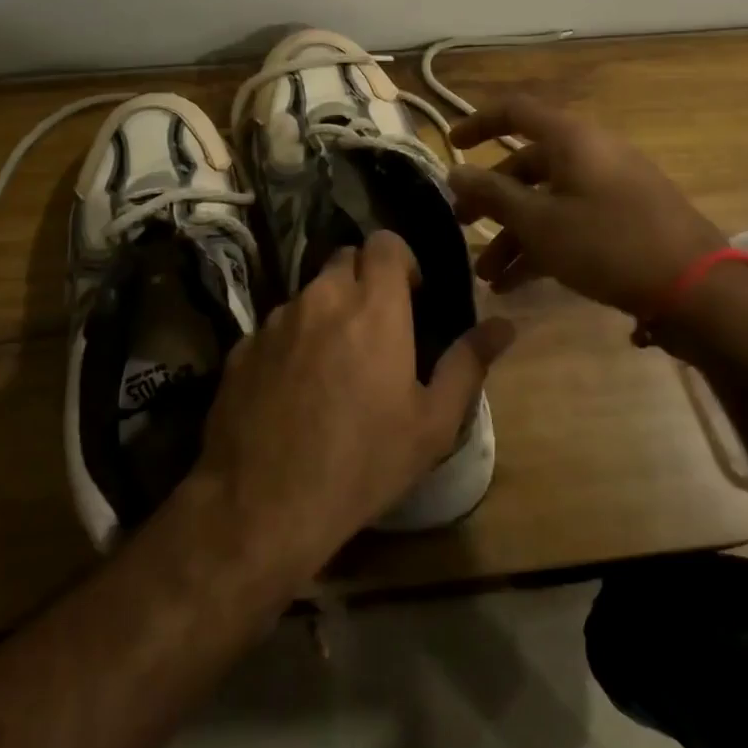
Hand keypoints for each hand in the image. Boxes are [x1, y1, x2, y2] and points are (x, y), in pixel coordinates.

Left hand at [193, 231, 515, 571]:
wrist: (263, 505)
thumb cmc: (363, 462)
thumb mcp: (432, 422)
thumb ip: (468, 363)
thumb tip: (504, 326)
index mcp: (374, 306)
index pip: (384, 242)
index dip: (399, 260)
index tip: (409, 296)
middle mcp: (321, 298)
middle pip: (344, 259)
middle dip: (363, 280)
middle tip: (376, 328)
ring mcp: (275, 320)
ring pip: (308, 294)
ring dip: (326, 312)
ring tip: (334, 365)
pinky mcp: (242, 347)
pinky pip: (275, 328)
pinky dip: (290, 342)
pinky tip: (293, 391)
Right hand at [448, 94, 727, 318]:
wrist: (695, 288)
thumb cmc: (608, 244)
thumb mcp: (540, 222)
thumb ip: (493, 194)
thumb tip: (455, 171)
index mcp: (572, 139)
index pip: (516, 112)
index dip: (479, 122)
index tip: (452, 146)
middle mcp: (591, 153)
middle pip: (528, 164)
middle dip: (491, 197)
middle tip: (463, 223)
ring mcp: (611, 186)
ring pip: (548, 200)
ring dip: (514, 234)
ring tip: (489, 275)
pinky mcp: (625, 218)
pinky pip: (571, 221)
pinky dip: (543, 245)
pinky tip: (517, 284)